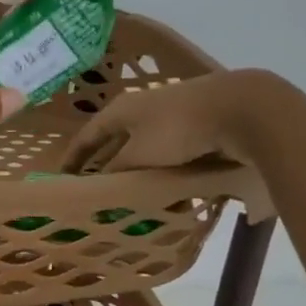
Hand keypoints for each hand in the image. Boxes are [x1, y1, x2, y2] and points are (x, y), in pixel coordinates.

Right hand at [61, 68, 297, 175]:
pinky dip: (166, 171)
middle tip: (98, 189)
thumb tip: (103, 182)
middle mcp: (141, 109)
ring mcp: (170, 115)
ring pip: (146, 149)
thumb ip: (118, 170)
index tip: (63, 178)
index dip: (73, 157)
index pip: (87, 136)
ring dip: (139, 172)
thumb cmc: (178, 129)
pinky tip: (172, 191)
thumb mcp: (140, 155)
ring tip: (135, 196)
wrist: (242, 109)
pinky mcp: (197, 124)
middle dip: (108, 165)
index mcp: (120, 110)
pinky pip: (172, 153)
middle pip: (116, 141)